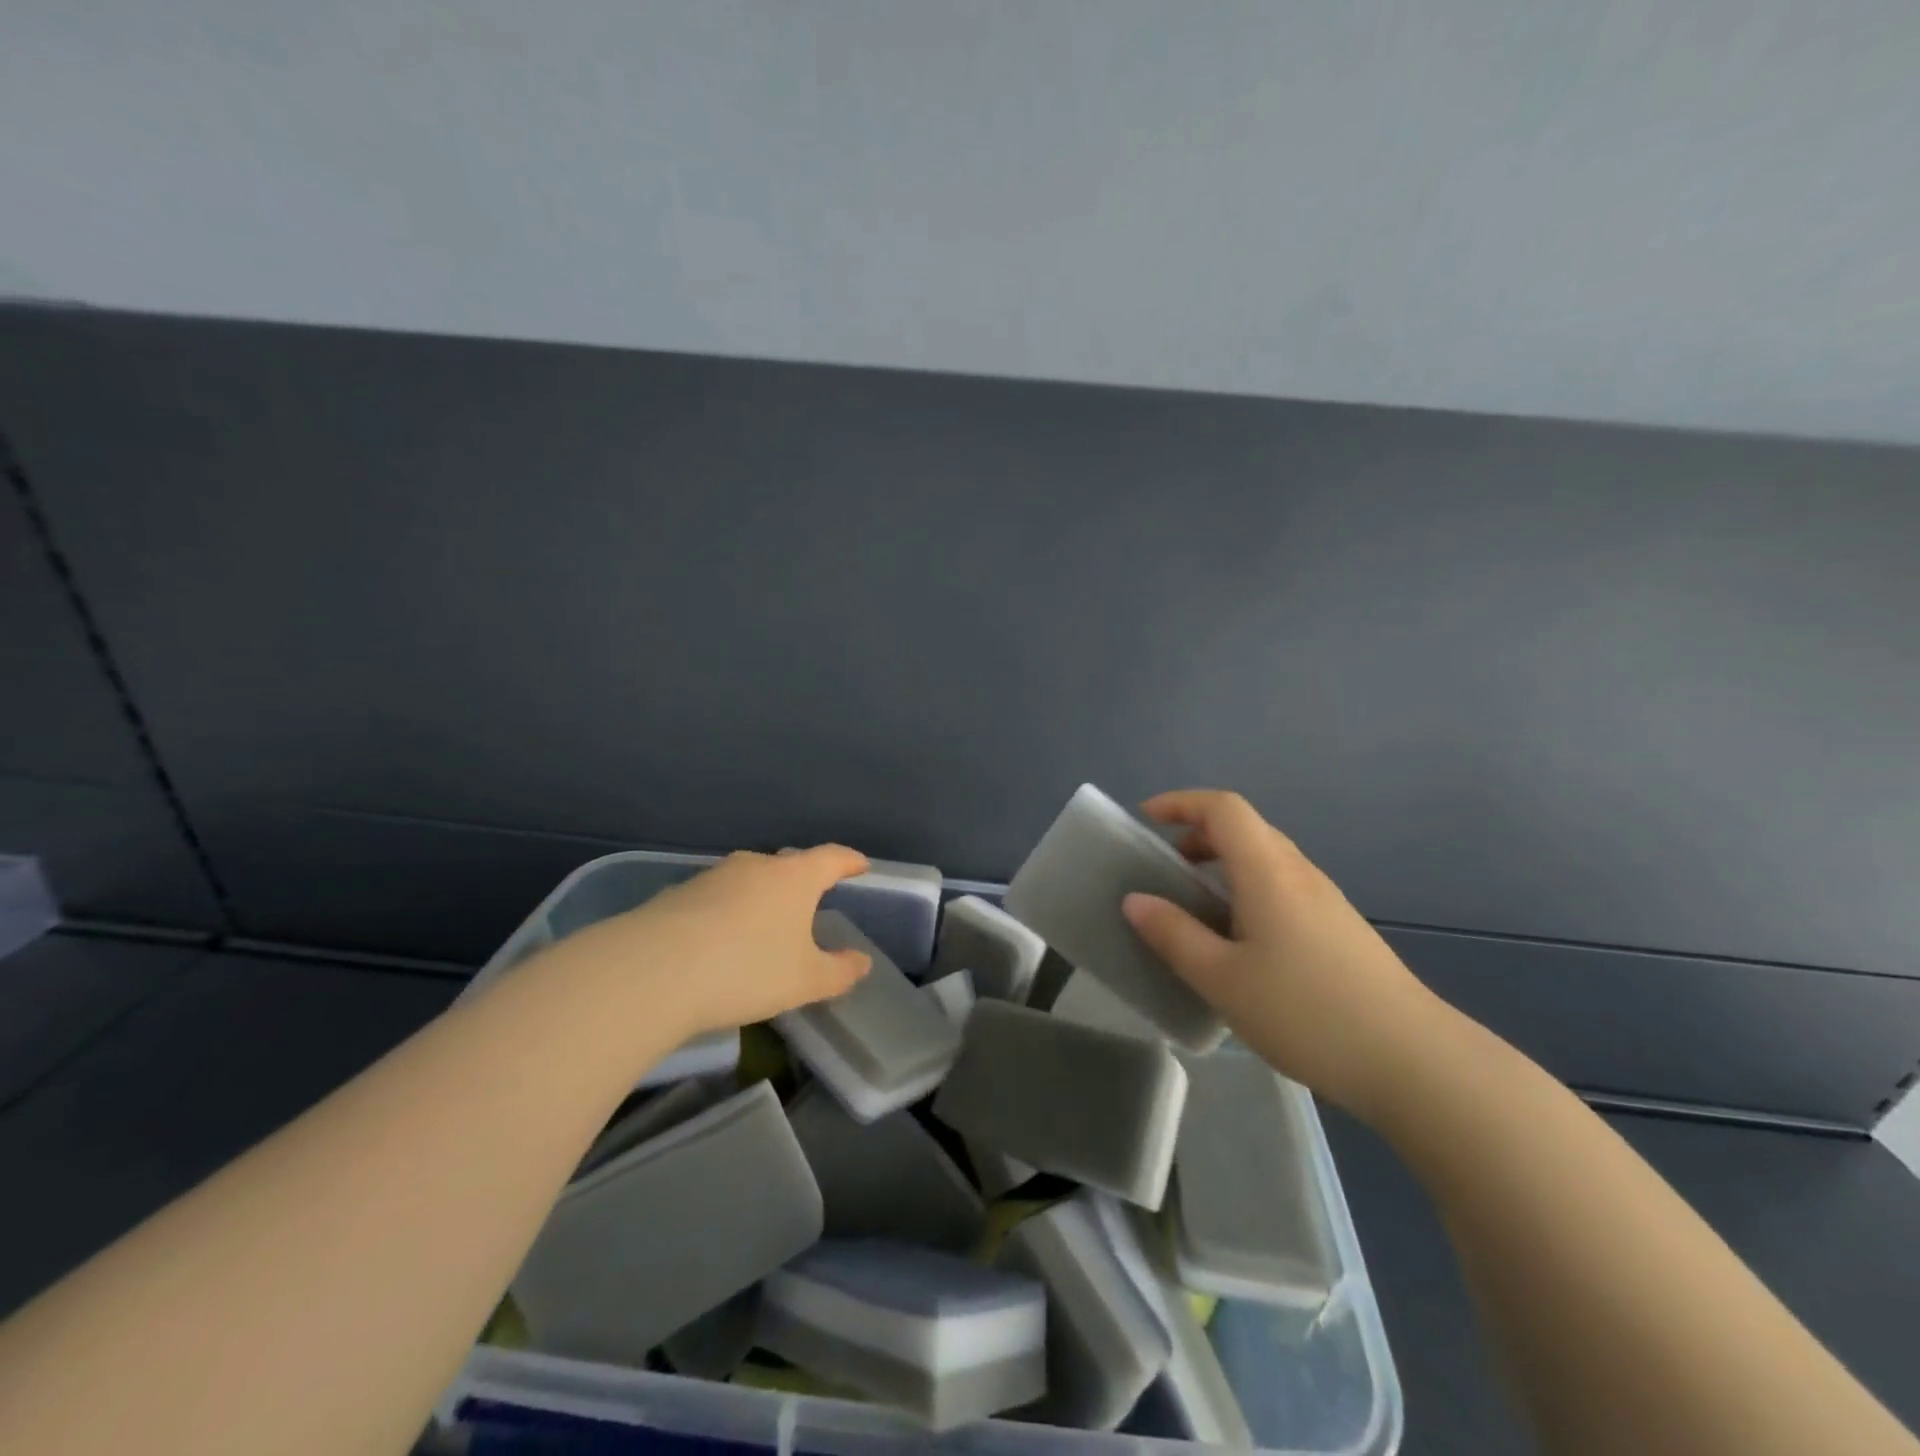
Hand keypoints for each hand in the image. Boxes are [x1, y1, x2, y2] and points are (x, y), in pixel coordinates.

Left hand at [543, 845, 874, 1038]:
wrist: (651, 972)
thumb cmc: (746, 969)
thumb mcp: (804, 981)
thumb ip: (839, 971)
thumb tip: (861, 962)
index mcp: (794, 877)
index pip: (831, 857)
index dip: (849, 861)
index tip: (860, 865)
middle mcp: (755, 866)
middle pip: (788, 865)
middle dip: (803, 880)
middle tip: (812, 900)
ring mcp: (713, 876)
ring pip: (749, 880)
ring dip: (761, 897)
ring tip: (765, 925)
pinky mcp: (678, 894)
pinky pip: (716, 898)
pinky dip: (727, 913)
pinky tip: (720, 941)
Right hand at [1121, 789, 1448, 1118]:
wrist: (1414, 1060)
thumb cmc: (1307, 1012)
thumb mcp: (1223, 979)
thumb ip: (1174, 935)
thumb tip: (1136, 901)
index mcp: (1268, 872)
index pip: (1224, 809)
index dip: (1181, 803)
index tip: (1146, 820)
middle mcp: (1299, 873)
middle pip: (1246, 828)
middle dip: (1198, 834)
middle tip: (1165, 868)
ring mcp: (1325, 900)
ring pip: (1265, 859)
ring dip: (1223, 865)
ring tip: (1195, 908)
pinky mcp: (1340, 928)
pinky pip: (1282, 887)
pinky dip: (1247, 890)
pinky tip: (1240, 942)